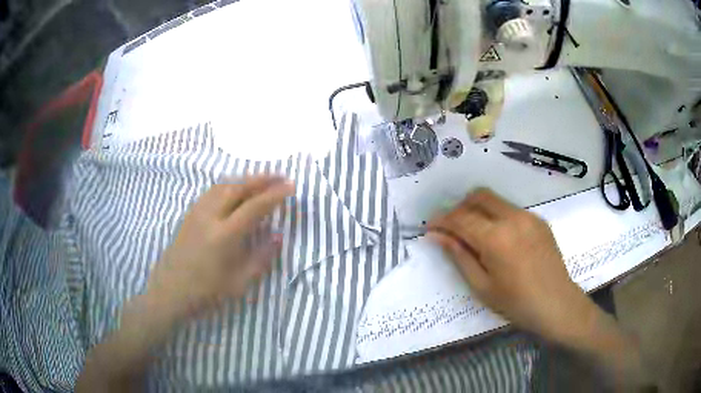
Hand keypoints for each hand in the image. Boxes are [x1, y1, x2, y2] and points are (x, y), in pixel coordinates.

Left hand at [146, 175, 294, 321]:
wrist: (169, 292)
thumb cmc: (205, 293)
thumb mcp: (238, 284)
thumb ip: (260, 258)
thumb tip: (278, 236)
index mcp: (224, 236)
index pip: (254, 207)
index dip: (275, 195)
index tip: (291, 187)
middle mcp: (210, 216)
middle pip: (239, 187)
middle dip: (262, 179)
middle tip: (281, 177)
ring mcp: (197, 212)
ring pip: (223, 185)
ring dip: (245, 179)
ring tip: (261, 180)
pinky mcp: (189, 214)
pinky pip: (212, 190)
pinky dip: (229, 184)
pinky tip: (234, 189)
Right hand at [427, 188, 596, 341]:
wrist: (556, 304)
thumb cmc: (516, 303)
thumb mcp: (482, 286)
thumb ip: (459, 256)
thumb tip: (437, 236)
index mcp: (496, 238)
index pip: (461, 218)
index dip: (442, 220)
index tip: (430, 227)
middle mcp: (512, 218)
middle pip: (478, 196)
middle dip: (460, 207)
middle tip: (452, 227)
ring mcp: (528, 216)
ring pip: (495, 200)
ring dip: (478, 210)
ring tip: (474, 234)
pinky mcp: (539, 220)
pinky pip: (511, 209)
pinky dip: (497, 216)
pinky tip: (500, 239)